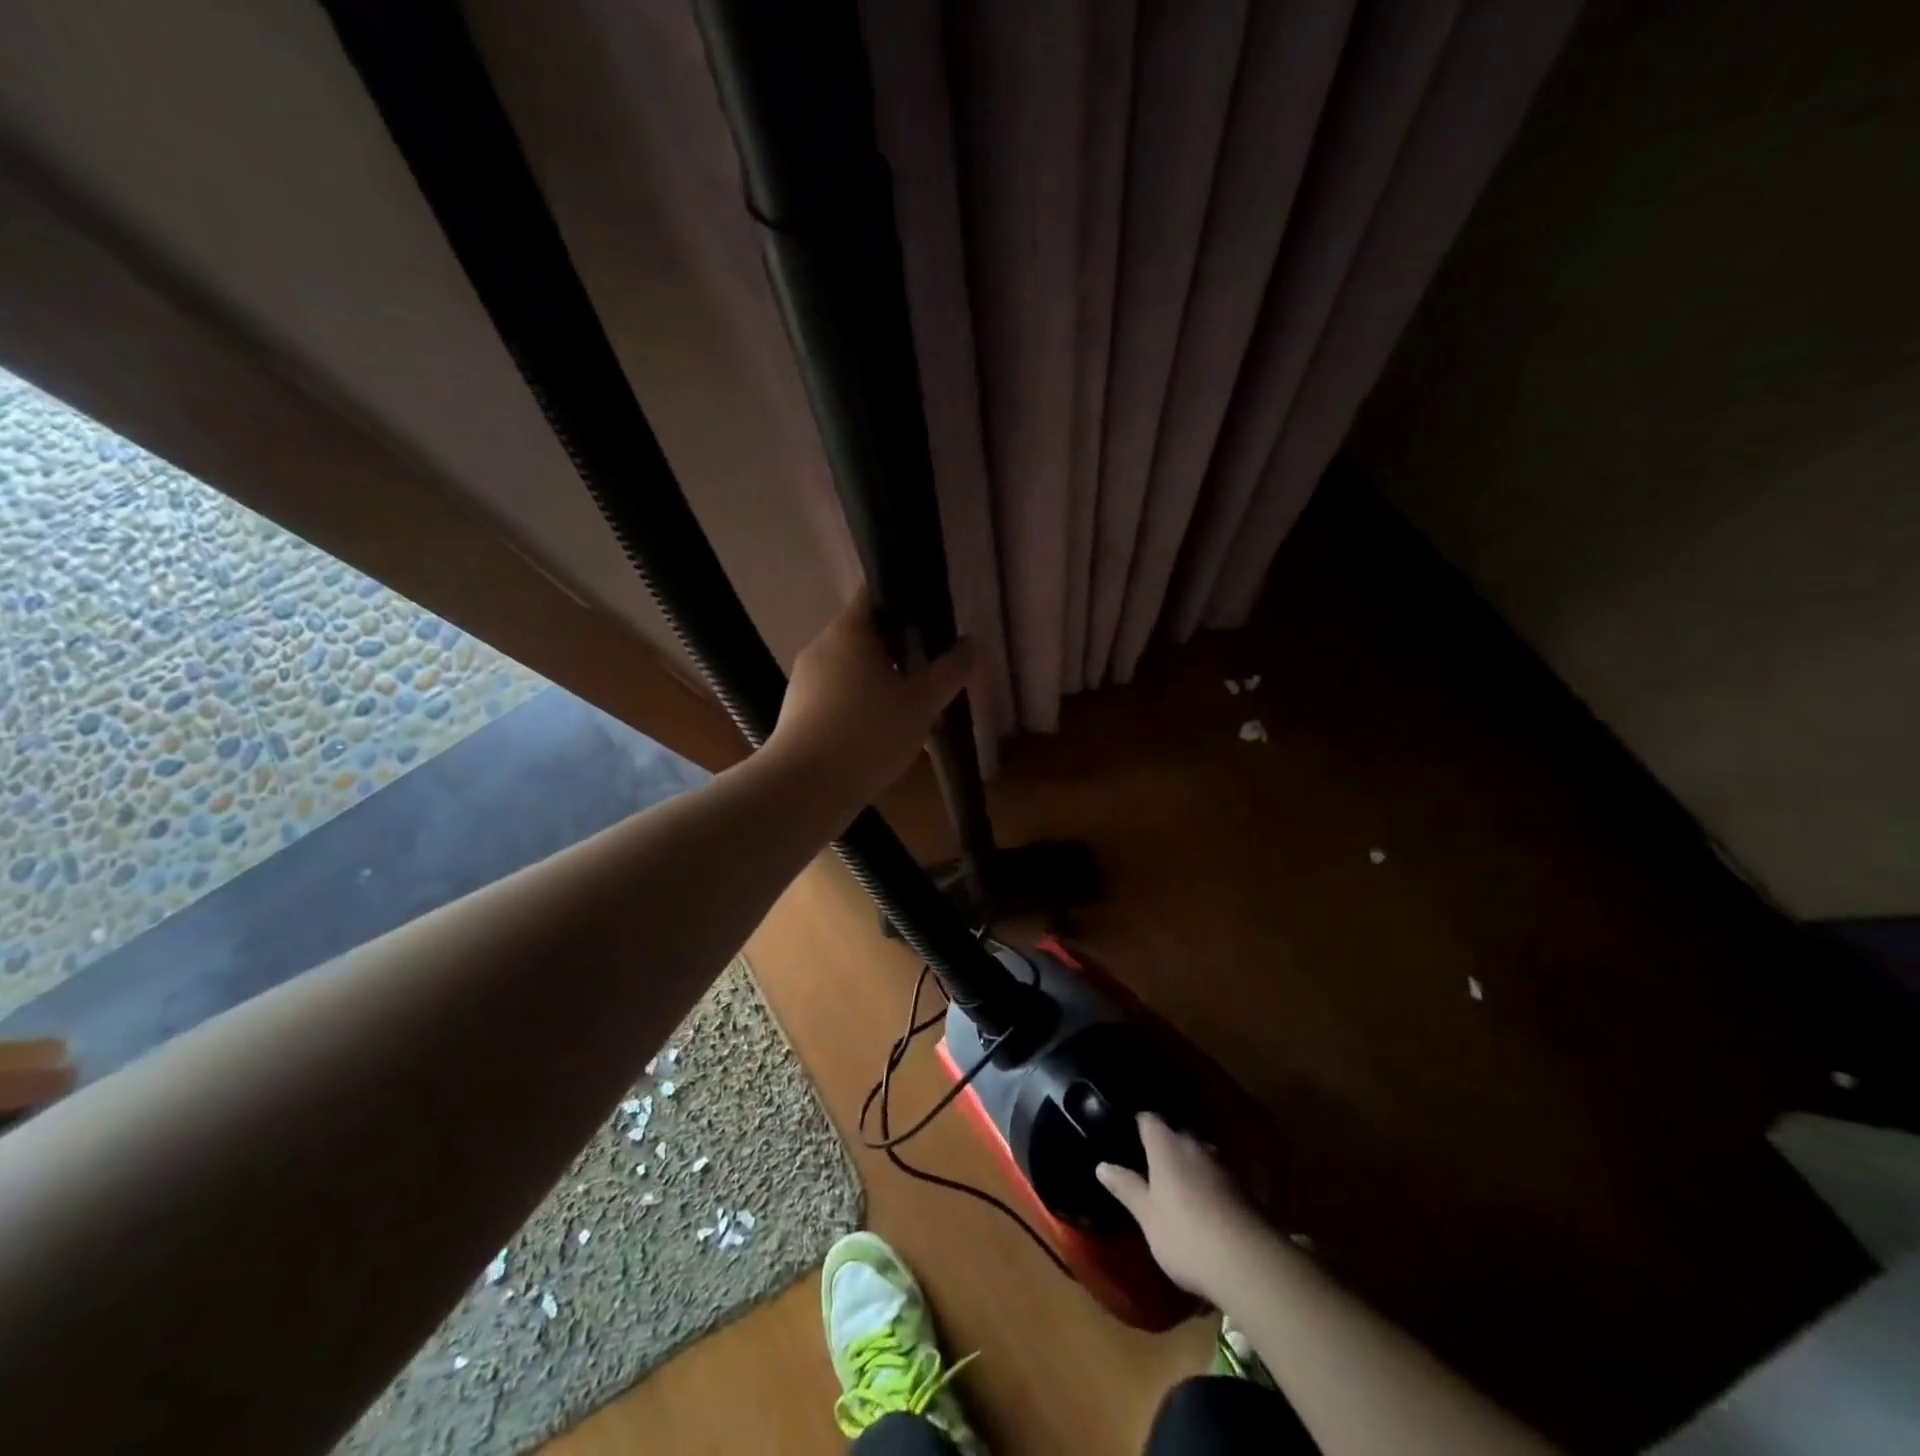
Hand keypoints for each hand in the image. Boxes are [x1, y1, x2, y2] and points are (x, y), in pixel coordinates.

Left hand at [766, 588, 974, 807]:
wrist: (805, 789)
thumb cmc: (868, 734)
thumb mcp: (922, 704)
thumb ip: (950, 670)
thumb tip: (970, 643)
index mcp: (849, 631)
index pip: (875, 593)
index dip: (905, 599)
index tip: (932, 619)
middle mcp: (821, 646)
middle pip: (865, 634)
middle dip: (898, 648)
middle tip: (930, 667)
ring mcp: (805, 681)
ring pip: (850, 668)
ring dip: (879, 679)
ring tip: (910, 705)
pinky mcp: (798, 712)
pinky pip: (836, 696)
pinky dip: (859, 704)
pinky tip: (881, 732)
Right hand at [1096, 1113, 1266, 1301]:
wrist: (1248, 1263)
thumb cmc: (1185, 1235)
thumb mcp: (1147, 1216)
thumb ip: (1126, 1187)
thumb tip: (1102, 1165)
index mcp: (1166, 1145)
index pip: (1148, 1118)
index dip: (1137, 1123)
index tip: (1126, 1132)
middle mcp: (1194, 1145)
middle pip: (1175, 1133)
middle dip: (1163, 1144)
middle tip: (1148, 1162)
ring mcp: (1222, 1165)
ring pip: (1198, 1154)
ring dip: (1188, 1164)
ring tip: (1175, 1183)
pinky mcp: (1243, 1188)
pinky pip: (1217, 1175)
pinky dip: (1208, 1182)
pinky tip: (1203, 1203)